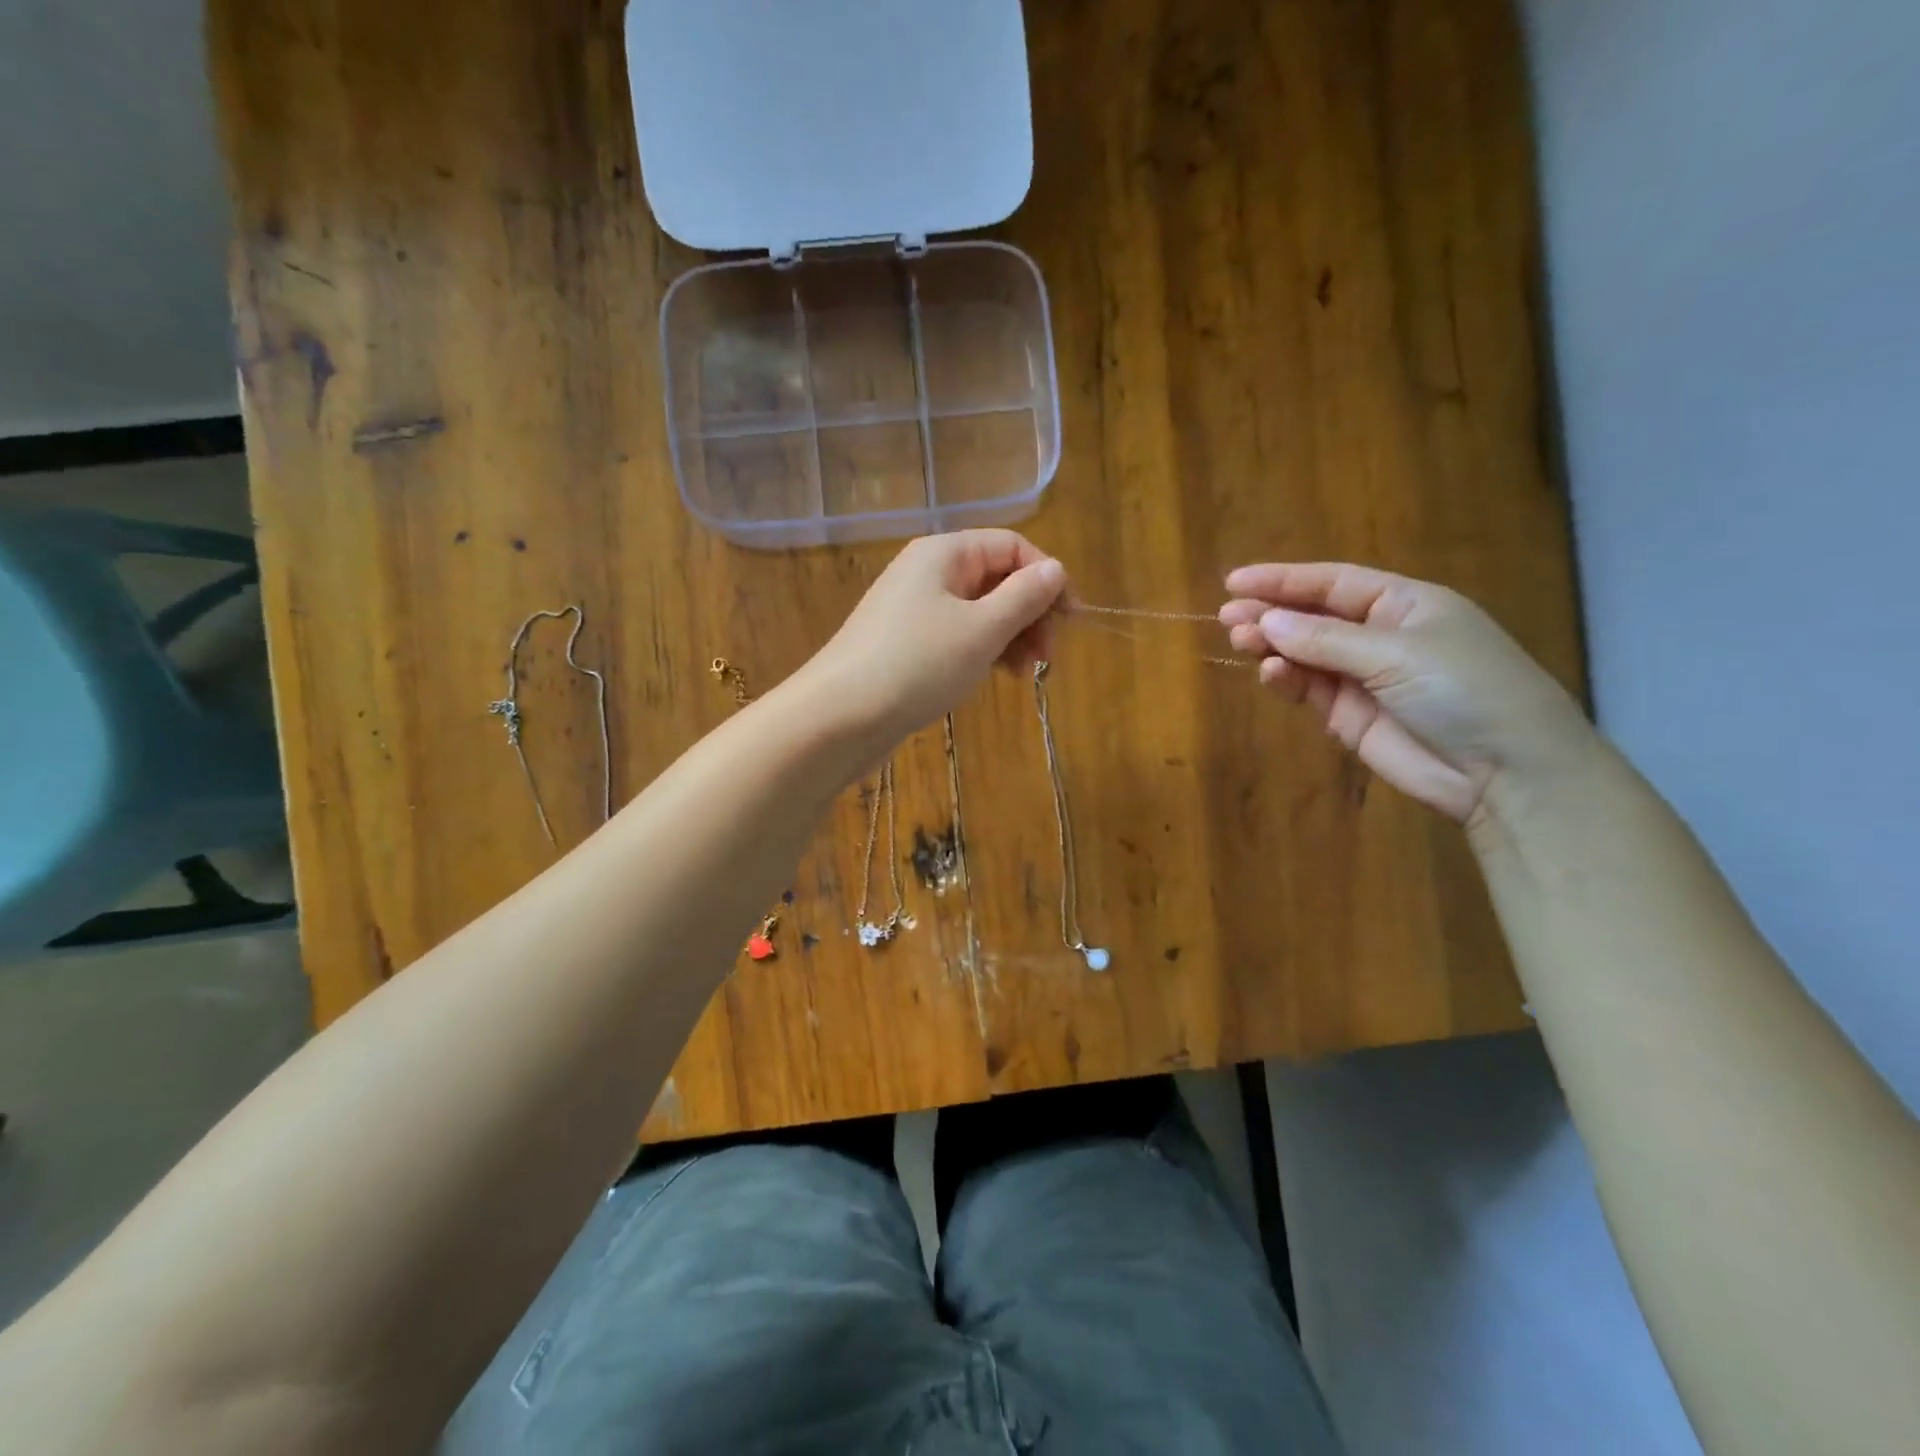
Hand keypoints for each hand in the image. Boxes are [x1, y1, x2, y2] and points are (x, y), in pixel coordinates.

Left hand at [797, 529, 1066, 743]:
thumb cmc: (917, 664)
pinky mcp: (907, 644)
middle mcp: (928, 572)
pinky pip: (958, 636)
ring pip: (980, 611)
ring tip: (1024, 675)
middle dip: (1030, 614)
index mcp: (945, 553)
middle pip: (997, 578)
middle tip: (1047, 657)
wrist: (839, 717)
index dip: (1048, 578)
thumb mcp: (982, 630)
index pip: (1013, 546)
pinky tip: (995, 677)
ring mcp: (915, 610)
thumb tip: (1056, 569)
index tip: (1071, 622)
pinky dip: (983, 652)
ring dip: (1010, 637)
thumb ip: (1024, 596)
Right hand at [1219, 563, 1593, 824]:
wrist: (1504, 772)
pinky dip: (1287, 679)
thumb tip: (1267, 621)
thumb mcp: (1396, 653)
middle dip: (1271, 613)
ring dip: (1273, 646)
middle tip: (1228, 617)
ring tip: (1241, 641)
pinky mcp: (1350, 716)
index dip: (1283, 579)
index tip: (1234, 582)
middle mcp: (1380, 636)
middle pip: (1313, 617)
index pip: (1333, 583)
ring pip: (1304, 653)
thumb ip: (1326, 638)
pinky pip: (1309, 689)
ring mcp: (1364, 677)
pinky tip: (1271, 673)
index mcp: (1404, 604)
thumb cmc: (1463, 690)